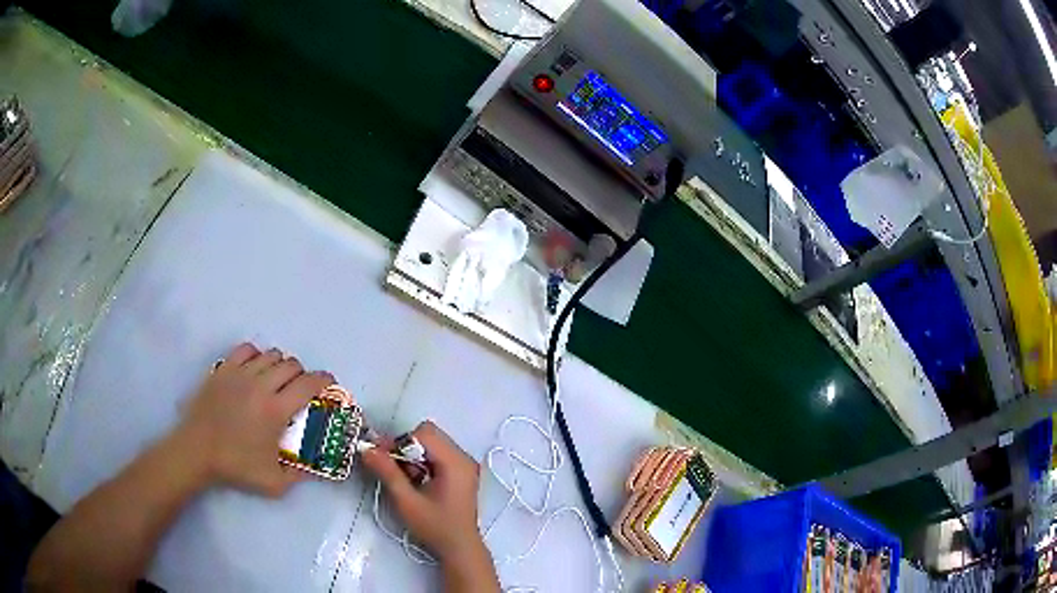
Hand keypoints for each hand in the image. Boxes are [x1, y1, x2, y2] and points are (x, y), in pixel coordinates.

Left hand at [174, 342, 334, 496]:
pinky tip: (255, 370)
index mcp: (276, 410)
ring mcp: (240, 373)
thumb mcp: (275, 482)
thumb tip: (319, 467)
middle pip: (292, 364)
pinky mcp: (224, 369)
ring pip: (271, 354)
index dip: (324, 380)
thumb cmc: (235, 466)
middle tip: (300, 390)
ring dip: (281, 365)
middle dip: (303, 375)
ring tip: (277, 381)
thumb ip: (301, 475)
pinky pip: (247, 349)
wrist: (197, 451)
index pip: (309, 384)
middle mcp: (261, 385)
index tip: (329, 385)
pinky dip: (257, 355)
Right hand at [362, 422, 493, 572]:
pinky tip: (415, 481)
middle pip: (428, 436)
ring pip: (431, 445)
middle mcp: (463, 458)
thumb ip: (387, 472)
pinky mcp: (460, 473)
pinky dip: (422, 463)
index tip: (383, 457)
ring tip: (404, 478)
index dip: (401, 442)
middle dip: (405, 448)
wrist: (459, 548)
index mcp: (455, 462)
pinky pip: (437, 455)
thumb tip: (366, 448)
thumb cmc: (435, 527)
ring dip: (412, 456)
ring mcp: (464, 465)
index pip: (424, 433)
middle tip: (389, 467)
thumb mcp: (407, 501)